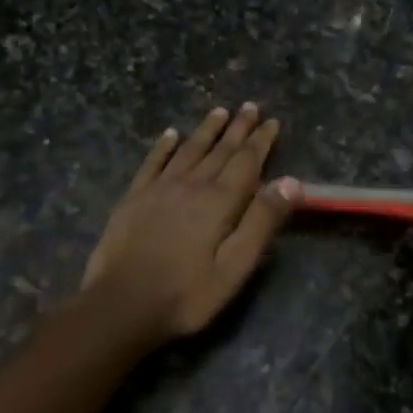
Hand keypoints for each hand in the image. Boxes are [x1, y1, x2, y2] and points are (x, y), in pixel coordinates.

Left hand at [82, 104, 296, 340]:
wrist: (121, 306)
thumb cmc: (187, 294)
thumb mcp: (235, 267)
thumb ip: (262, 222)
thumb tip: (291, 181)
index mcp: (219, 202)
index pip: (246, 162)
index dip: (260, 141)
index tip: (271, 121)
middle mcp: (191, 185)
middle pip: (219, 150)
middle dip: (237, 128)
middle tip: (250, 106)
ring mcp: (159, 189)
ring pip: (188, 150)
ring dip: (206, 130)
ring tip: (219, 111)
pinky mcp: (133, 198)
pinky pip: (152, 163)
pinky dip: (163, 146)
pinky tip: (170, 134)